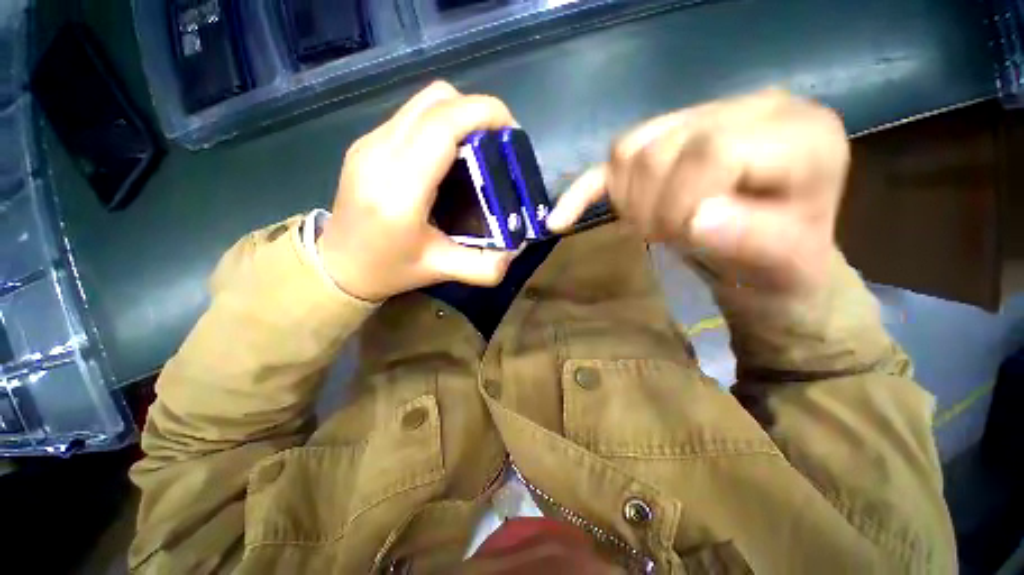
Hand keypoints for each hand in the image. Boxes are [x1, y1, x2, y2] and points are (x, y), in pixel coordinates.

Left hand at [318, 81, 518, 301]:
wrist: (337, 265)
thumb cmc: (388, 269)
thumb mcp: (440, 271)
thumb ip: (483, 267)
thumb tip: (517, 251)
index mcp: (399, 190)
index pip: (442, 126)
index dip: (483, 114)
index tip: (512, 132)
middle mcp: (380, 154)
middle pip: (436, 100)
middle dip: (477, 111)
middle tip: (499, 144)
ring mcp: (369, 143)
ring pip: (423, 102)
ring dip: (459, 115)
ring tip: (479, 148)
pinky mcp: (367, 142)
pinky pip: (412, 115)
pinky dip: (441, 123)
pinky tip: (451, 155)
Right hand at [545, 89, 849, 296]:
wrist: (768, 254)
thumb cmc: (782, 263)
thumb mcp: (784, 263)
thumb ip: (753, 240)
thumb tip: (698, 219)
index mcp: (798, 133)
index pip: (711, 151)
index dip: (683, 203)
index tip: (683, 238)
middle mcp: (750, 107)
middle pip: (660, 149)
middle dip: (652, 207)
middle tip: (666, 235)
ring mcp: (702, 117)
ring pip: (629, 149)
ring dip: (627, 200)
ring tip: (649, 224)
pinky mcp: (668, 142)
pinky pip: (613, 159)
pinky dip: (582, 192)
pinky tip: (560, 220)